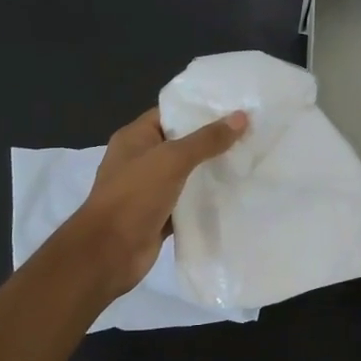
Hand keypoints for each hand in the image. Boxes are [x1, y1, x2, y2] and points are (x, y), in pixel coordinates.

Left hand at [66, 106, 247, 297]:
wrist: (109, 253)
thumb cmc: (134, 196)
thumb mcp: (171, 160)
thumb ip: (206, 140)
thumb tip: (241, 117)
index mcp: (135, 138)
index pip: (170, 113)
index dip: (200, 108)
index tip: (235, 107)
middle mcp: (141, 160)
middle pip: (182, 143)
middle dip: (212, 141)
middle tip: (251, 134)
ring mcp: (150, 190)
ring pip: (187, 175)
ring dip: (212, 171)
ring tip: (250, 161)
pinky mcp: (160, 216)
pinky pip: (188, 202)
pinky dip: (206, 200)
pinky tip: (235, 194)